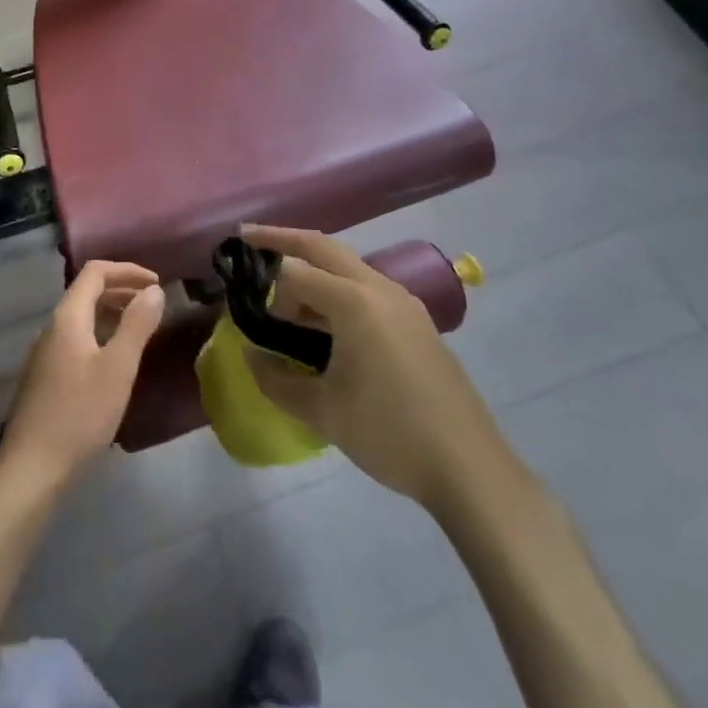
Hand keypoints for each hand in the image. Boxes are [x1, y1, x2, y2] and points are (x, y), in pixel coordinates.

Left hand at [0, 260, 164, 487]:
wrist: (31, 469)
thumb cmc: (79, 414)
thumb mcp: (118, 369)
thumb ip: (137, 325)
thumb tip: (154, 290)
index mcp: (68, 317)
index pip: (95, 272)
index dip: (127, 270)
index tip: (156, 282)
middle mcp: (52, 327)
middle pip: (87, 291)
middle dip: (122, 289)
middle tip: (153, 302)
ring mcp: (45, 352)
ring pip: (82, 317)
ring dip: (111, 312)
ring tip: (140, 327)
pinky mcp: (45, 376)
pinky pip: (76, 338)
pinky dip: (100, 334)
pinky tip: (115, 359)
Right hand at [239, 226, 512, 517]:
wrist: (470, 468)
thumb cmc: (390, 434)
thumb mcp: (323, 412)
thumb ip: (277, 381)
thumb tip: (249, 356)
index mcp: (354, 302)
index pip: (296, 273)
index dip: (263, 281)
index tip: (237, 290)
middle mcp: (379, 288)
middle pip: (324, 247)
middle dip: (285, 239)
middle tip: (249, 239)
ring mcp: (403, 303)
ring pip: (348, 266)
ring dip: (313, 267)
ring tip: (282, 291)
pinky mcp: (416, 322)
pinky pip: (366, 288)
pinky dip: (337, 288)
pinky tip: (324, 320)